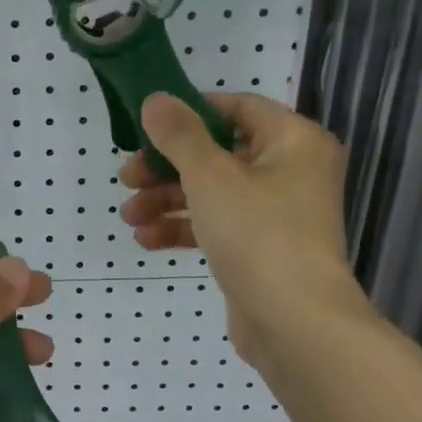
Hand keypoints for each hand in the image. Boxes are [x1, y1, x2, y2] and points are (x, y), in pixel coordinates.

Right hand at [119, 92, 368, 367]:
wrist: (294, 322)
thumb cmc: (258, 234)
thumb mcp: (210, 176)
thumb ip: (179, 135)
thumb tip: (155, 99)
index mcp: (293, 141)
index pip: (238, 107)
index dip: (190, 112)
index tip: (147, 127)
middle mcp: (290, 172)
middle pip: (218, 153)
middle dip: (166, 167)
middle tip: (127, 178)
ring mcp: (276, 214)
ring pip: (211, 193)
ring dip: (166, 200)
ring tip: (129, 216)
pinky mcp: (260, 249)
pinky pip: (216, 226)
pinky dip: (183, 228)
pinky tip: (146, 239)